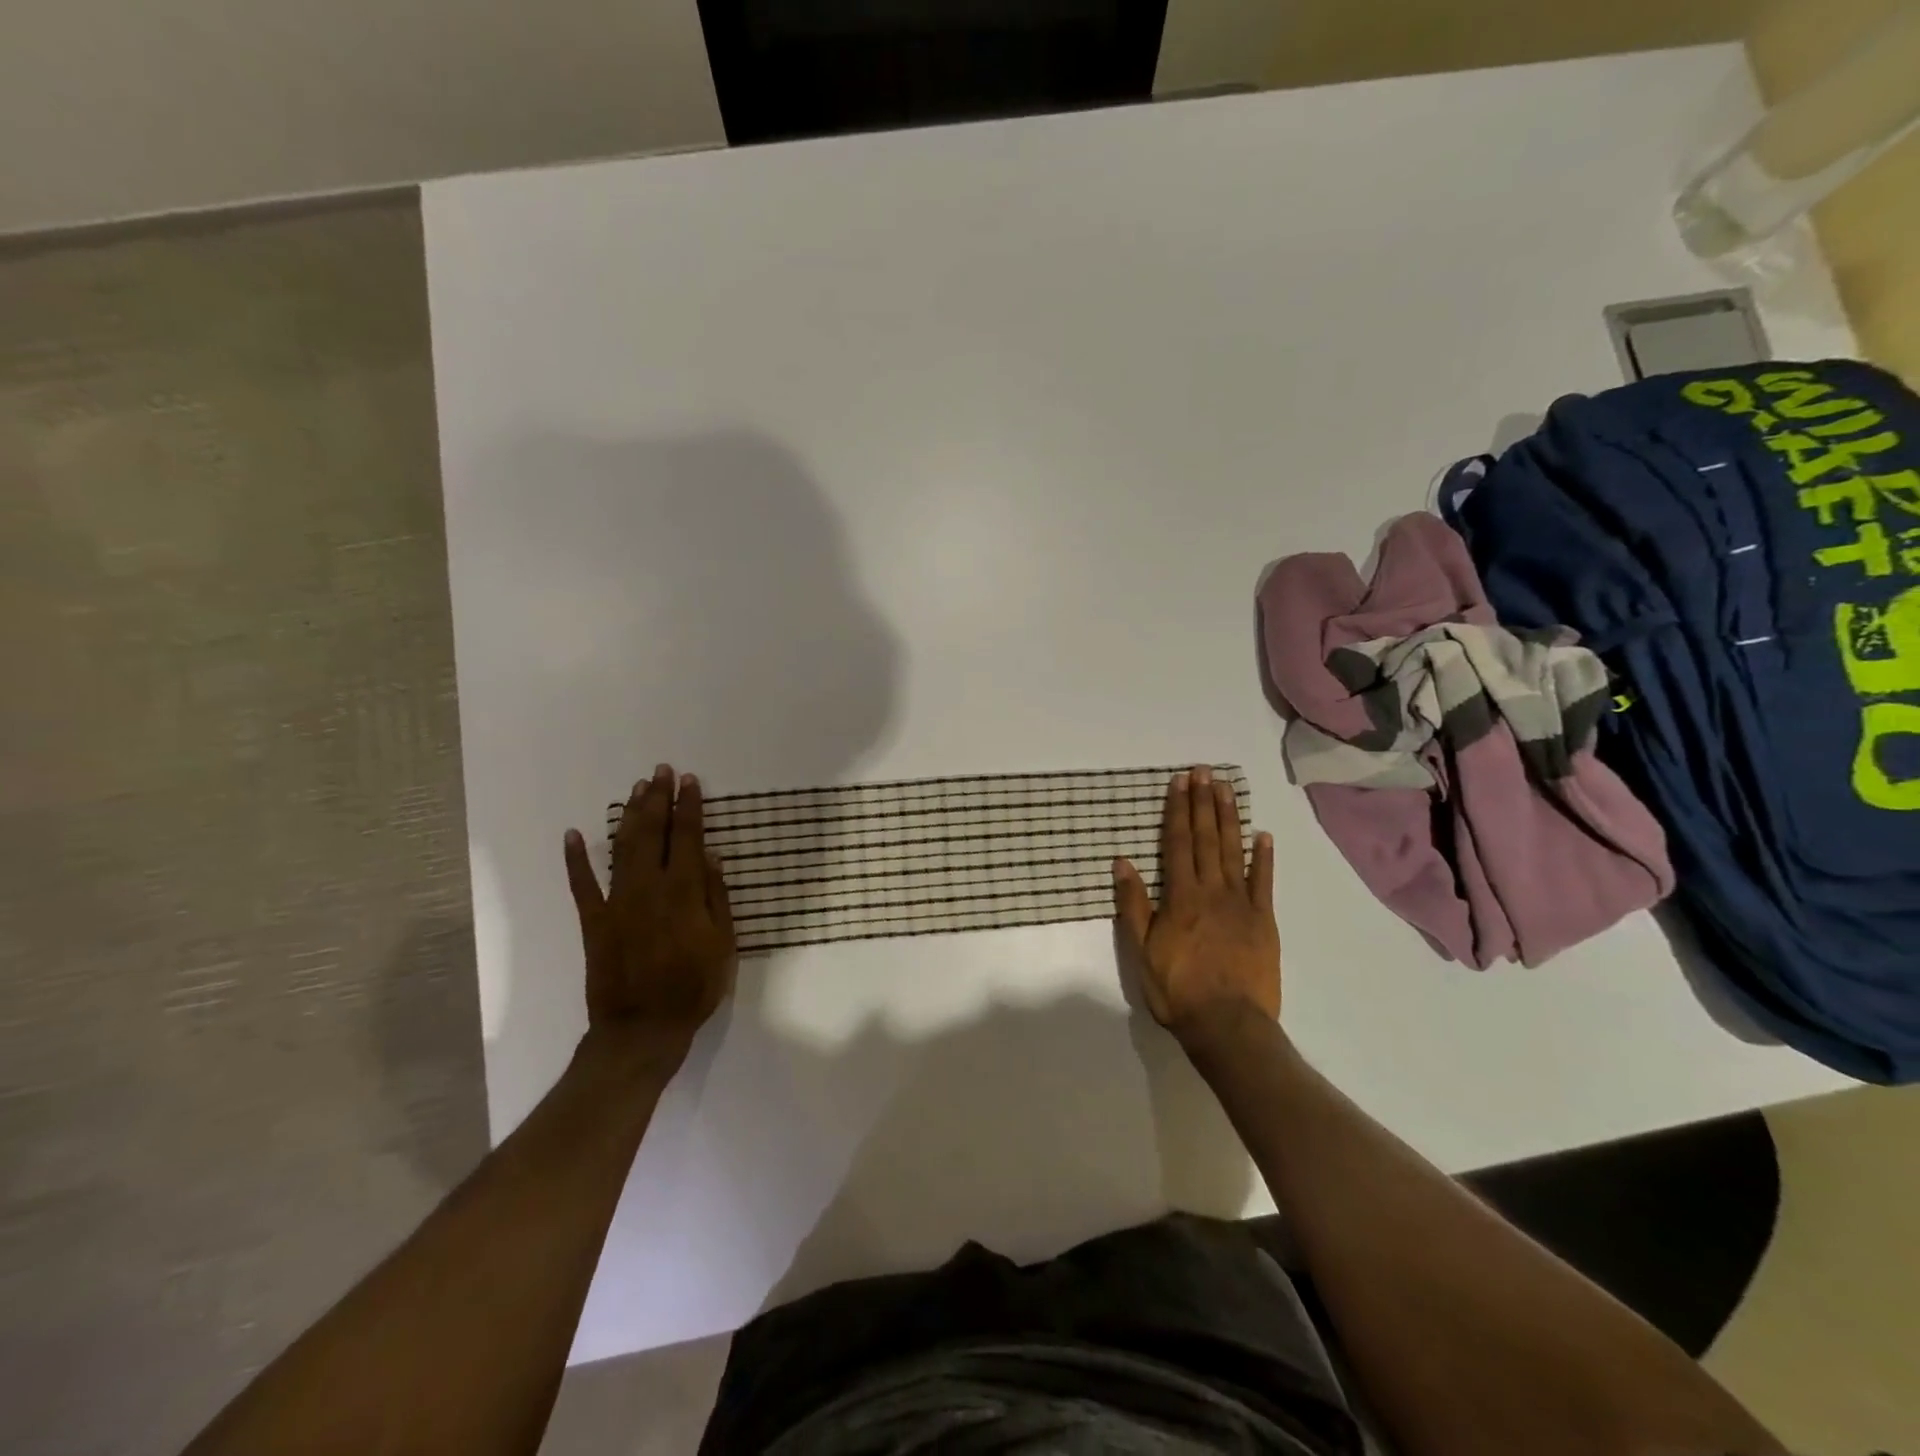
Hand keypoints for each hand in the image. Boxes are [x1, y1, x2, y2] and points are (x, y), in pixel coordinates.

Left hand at [564, 764, 736, 1068]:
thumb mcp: (723, 944)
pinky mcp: (593, 921)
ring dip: (629, 816)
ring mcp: (616, 903)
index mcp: (683, 892)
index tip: (689, 781)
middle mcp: (647, 888)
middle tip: (660, 772)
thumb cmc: (693, 987)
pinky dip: (575, 859)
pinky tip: (574, 834)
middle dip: (658, 800)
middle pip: (651, 833)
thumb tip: (709, 856)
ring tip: (637, 790)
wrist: (642, 1029)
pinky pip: (582, 885)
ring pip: (621, 848)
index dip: (689, 807)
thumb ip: (715, 897)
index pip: (686, 837)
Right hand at [1113, 766, 1279, 1047]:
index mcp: (1180, 896)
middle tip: (1204, 771)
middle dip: (1203, 803)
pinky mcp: (1264, 921)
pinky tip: (1263, 835)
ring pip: (1234, 851)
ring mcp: (1241, 904)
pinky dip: (1264, 857)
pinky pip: (1264, 882)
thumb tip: (1122, 862)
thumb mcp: (1141, 950)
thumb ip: (1133, 904)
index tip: (1180, 782)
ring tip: (1226, 789)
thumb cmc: (1177, 989)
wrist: (1228, 1025)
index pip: (1178, 843)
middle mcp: (1212, 891)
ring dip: (1229, 818)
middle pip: (1207, 839)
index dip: (1178, 810)